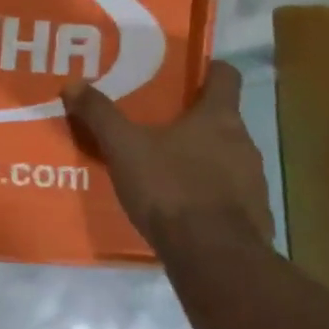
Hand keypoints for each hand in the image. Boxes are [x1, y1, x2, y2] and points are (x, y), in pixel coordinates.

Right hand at [61, 62, 274, 249]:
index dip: (208, 71)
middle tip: (160, 127)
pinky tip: (185, 210)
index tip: (187, 77)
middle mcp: (245, 142)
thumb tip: (73, 83)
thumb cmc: (171, 188)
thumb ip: (100, 115)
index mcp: (220, 117)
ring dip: (204, 161)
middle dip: (195, 122)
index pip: (226, 75)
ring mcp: (255, 181)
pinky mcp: (256, 217)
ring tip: (168, 172)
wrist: (213, 257)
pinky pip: (232, 197)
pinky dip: (212, 197)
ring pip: (228, 159)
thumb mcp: (125, 148)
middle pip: (223, 120)